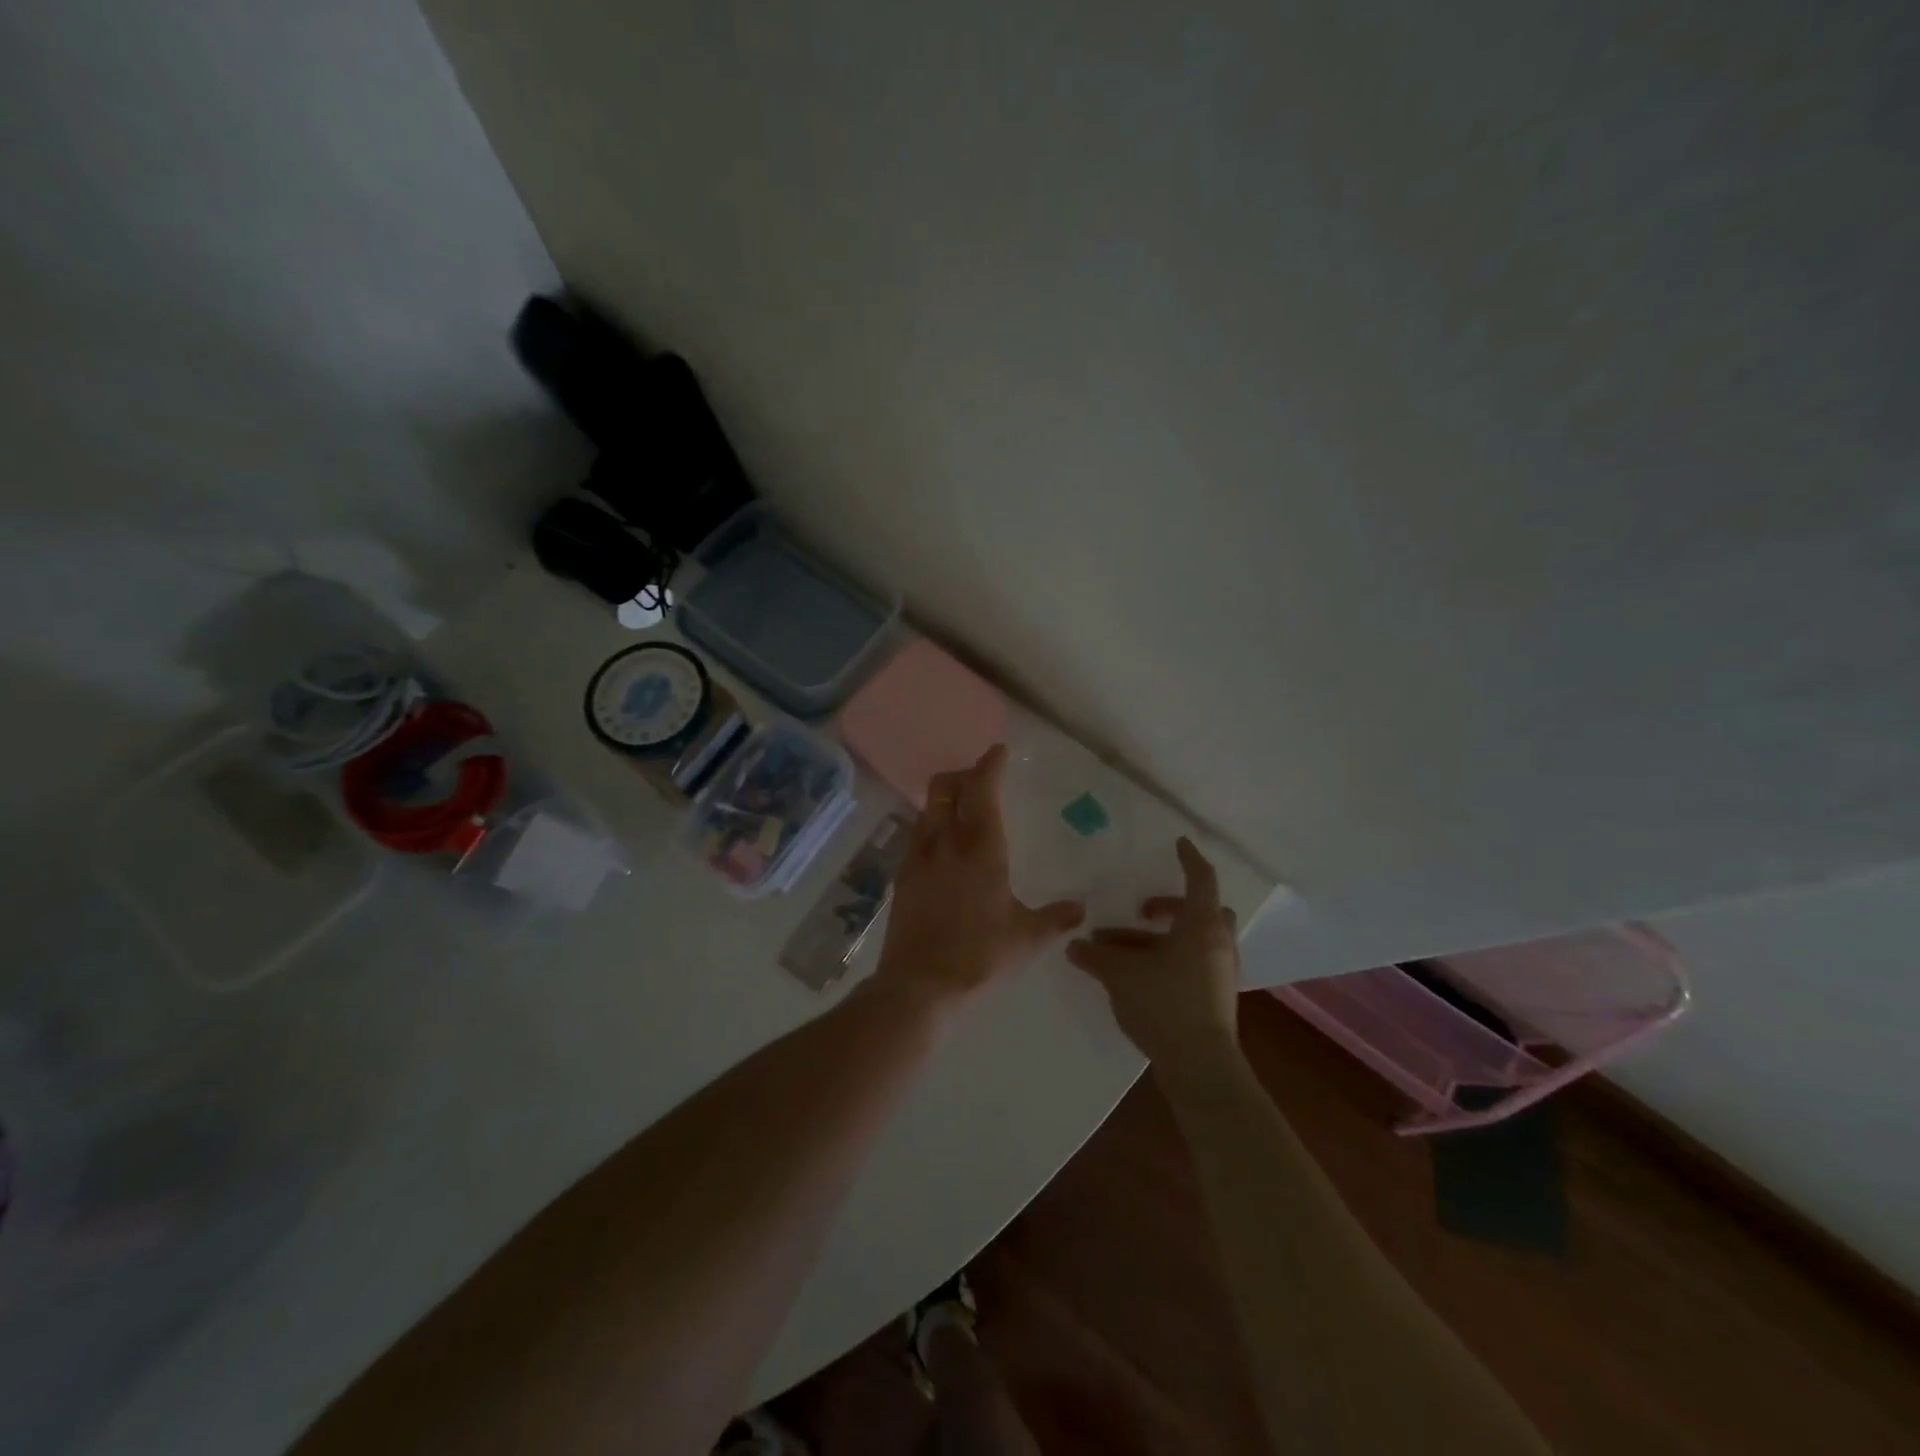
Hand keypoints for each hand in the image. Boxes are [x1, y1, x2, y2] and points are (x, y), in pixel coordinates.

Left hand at [873, 745, 1085, 1009]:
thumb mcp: (1027, 938)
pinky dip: (930, 824)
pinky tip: (942, 846)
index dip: (990, 765)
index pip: (982, 789)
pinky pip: (916, 834)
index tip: (999, 751)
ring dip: (944, 798)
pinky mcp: (901, 876)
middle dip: (963, 774)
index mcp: (981, 847)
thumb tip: (1080, 910)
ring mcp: (917, 857)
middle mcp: (945, 841)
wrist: (919, 984)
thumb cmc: (980, 956)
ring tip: (962, 809)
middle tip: (981, 779)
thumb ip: (1056, 918)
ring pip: (926, 808)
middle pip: (944, 787)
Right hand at [1065, 838, 1241, 1072]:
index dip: (1189, 858)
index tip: (1178, 842)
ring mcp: (1219, 973)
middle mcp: (1217, 944)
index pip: (1201, 879)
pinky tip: (1135, 975)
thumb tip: (1074, 945)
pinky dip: (1167, 960)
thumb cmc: (1165, 1005)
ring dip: (1158, 939)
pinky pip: (1191, 964)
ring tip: (1116, 949)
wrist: (1200, 1067)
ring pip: (1193, 941)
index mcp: (1202, 926)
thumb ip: (1096, 957)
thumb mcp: (1121, 974)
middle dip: (1170, 906)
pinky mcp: (1214, 997)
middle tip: (1142, 910)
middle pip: (1202, 911)